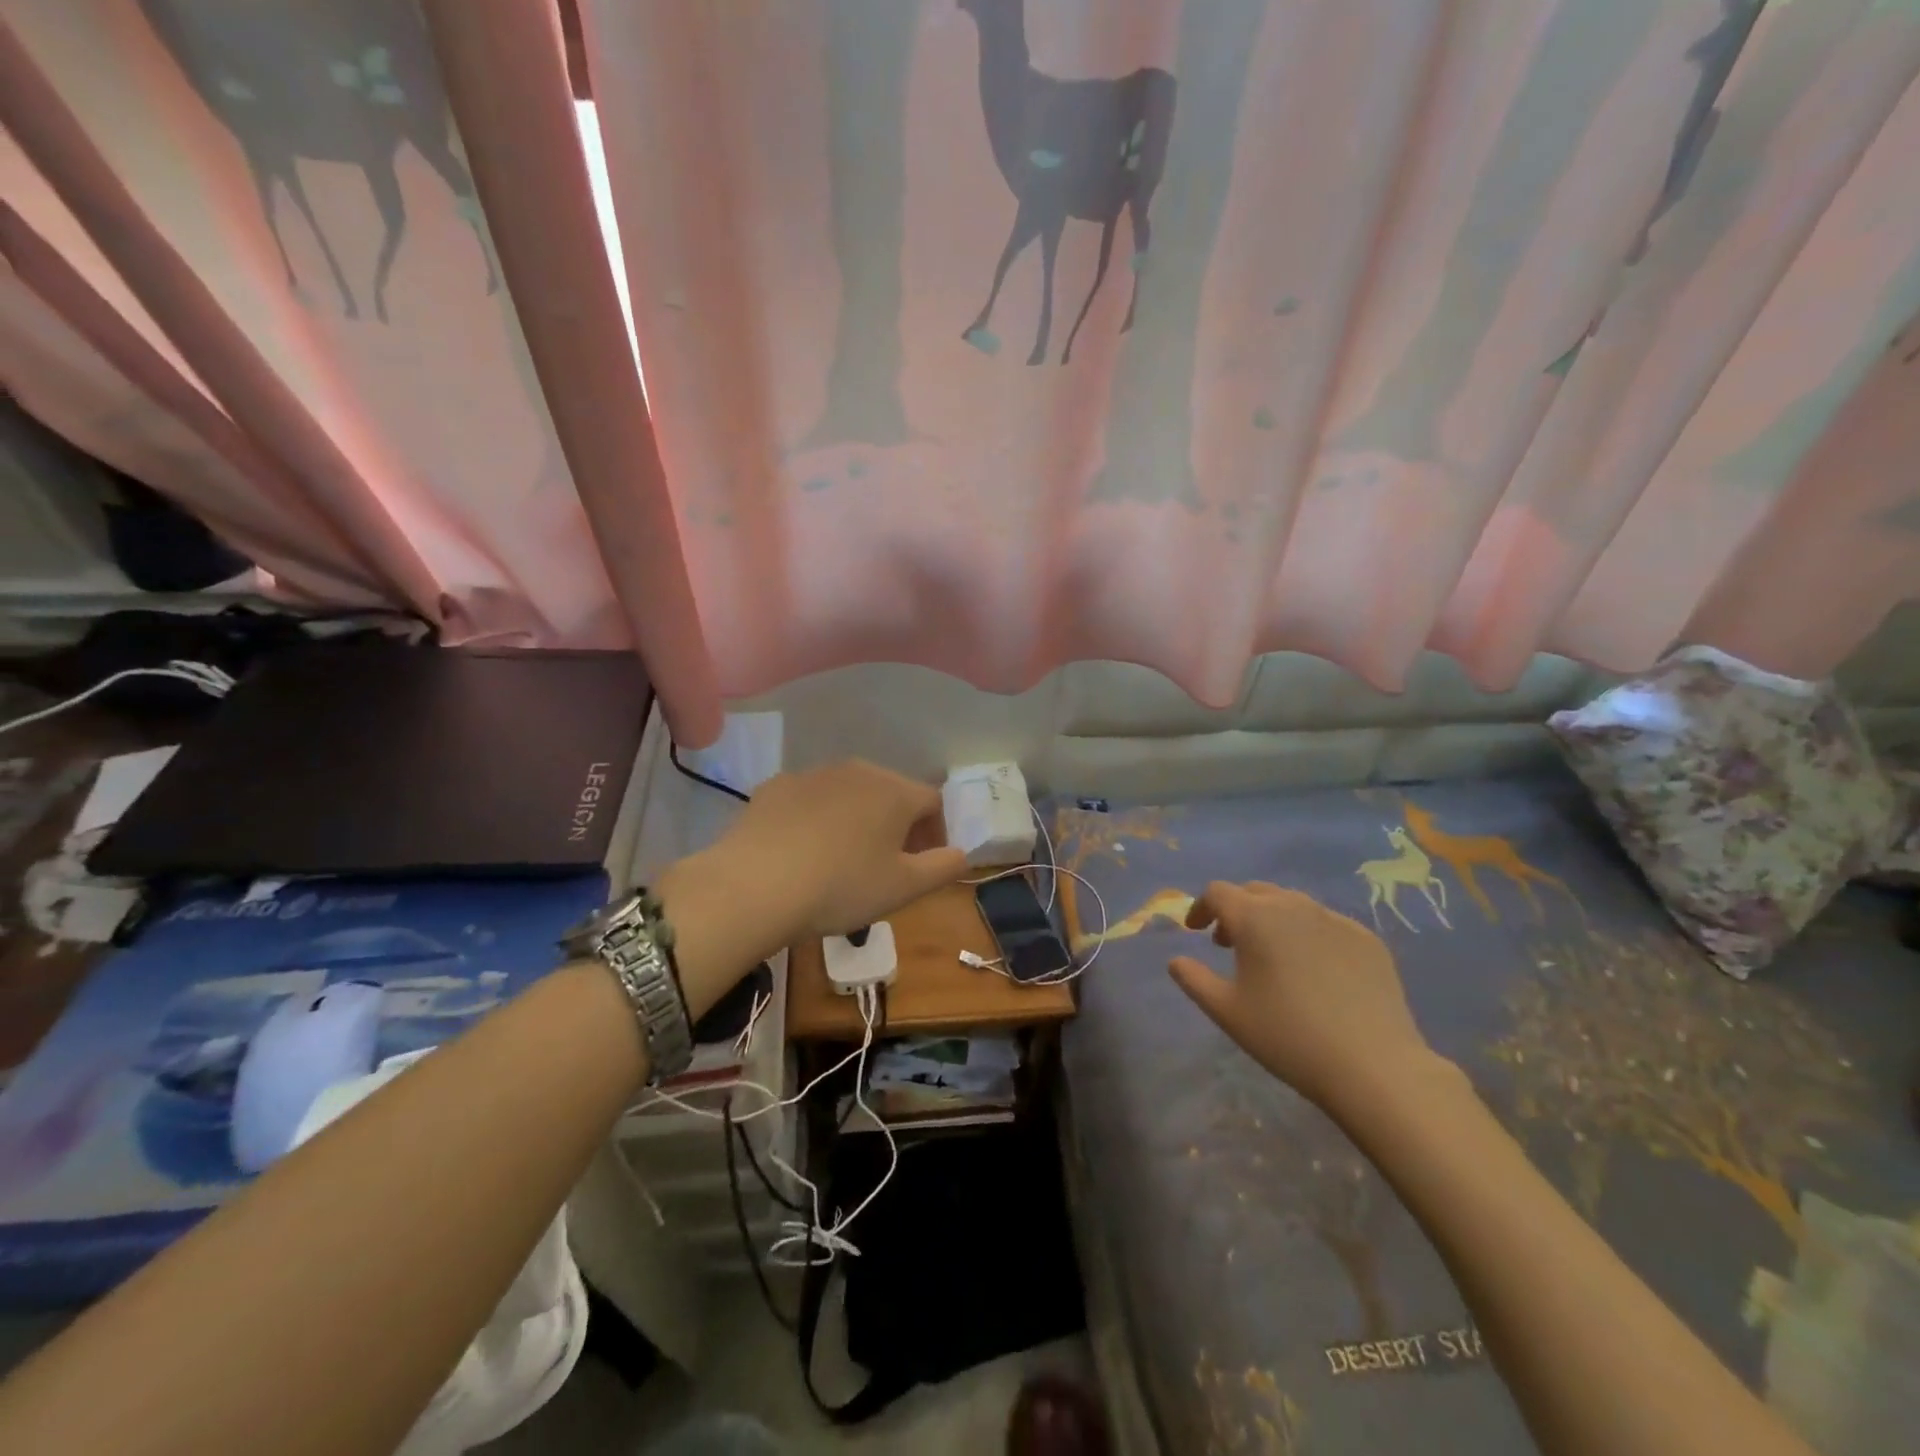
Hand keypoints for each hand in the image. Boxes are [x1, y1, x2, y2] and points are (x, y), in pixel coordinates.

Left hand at [707, 760, 965, 942]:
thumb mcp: (904, 888)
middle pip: (891, 793)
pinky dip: (817, 820)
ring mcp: (812, 774)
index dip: (936, 833)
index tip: (925, 865)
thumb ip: (943, 867)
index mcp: (894, 791)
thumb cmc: (841, 887)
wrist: (754, 885)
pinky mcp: (775, 787)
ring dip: (858, 820)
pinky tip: (803, 852)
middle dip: (898, 825)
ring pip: (849, 794)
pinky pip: (810, 800)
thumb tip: (961, 853)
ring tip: (844, 860)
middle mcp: (857, 770)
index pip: (932, 802)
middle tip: (888, 865)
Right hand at [1168, 881, 1438, 1114]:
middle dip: (1236, 910)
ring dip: (1272, 919)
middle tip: (1228, 943)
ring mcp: (1335, 920)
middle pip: (1255, 891)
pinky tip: (1314, 970)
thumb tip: (1176, 961)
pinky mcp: (1367, 939)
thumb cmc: (1288, 1036)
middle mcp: (1294, 906)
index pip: (1218, 892)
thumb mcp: (1227, 1012)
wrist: (1374, 1066)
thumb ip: (1194, 980)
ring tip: (1271, 955)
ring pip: (1293, 903)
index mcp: (1255, 918)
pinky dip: (1308, 934)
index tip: (1196, 931)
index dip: (1201, 907)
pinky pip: (1326, 923)